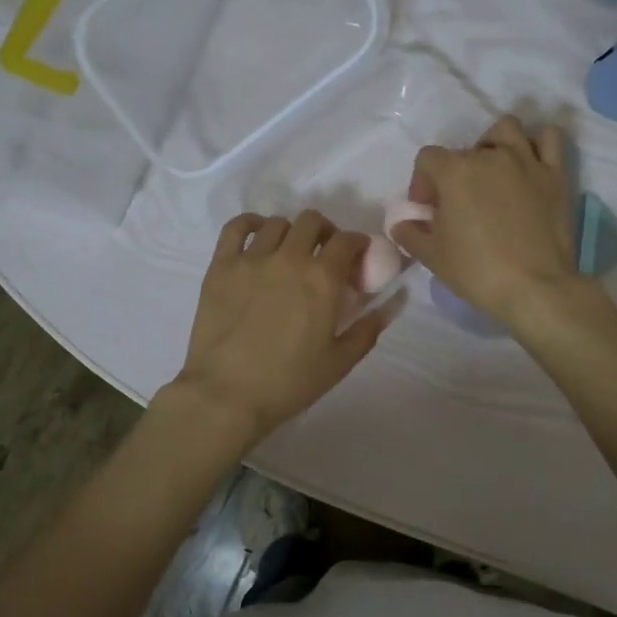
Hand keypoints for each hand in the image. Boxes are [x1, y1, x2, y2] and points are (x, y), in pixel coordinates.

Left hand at [168, 211, 392, 445]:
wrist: (226, 394)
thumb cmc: (289, 382)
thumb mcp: (340, 361)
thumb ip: (369, 327)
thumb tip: (395, 301)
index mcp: (322, 278)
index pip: (347, 240)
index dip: (357, 244)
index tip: (356, 257)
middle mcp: (289, 257)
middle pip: (312, 221)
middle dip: (325, 232)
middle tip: (324, 254)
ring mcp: (252, 258)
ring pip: (277, 223)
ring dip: (291, 233)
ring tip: (290, 252)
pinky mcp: (221, 265)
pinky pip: (236, 227)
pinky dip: (250, 224)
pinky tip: (257, 236)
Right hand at [389, 115, 577, 327]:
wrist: (535, 288)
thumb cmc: (477, 272)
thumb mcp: (432, 257)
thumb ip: (411, 234)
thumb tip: (401, 224)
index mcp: (455, 172)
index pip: (428, 158)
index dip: (422, 182)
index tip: (428, 210)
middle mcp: (490, 156)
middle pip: (464, 150)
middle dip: (456, 173)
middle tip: (460, 204)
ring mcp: (526, 161)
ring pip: (506, 129)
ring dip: (494, 144)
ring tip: (493, 172)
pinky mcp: (555, 174)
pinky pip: (549, 138)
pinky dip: (537, 143)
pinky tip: (530, 163)